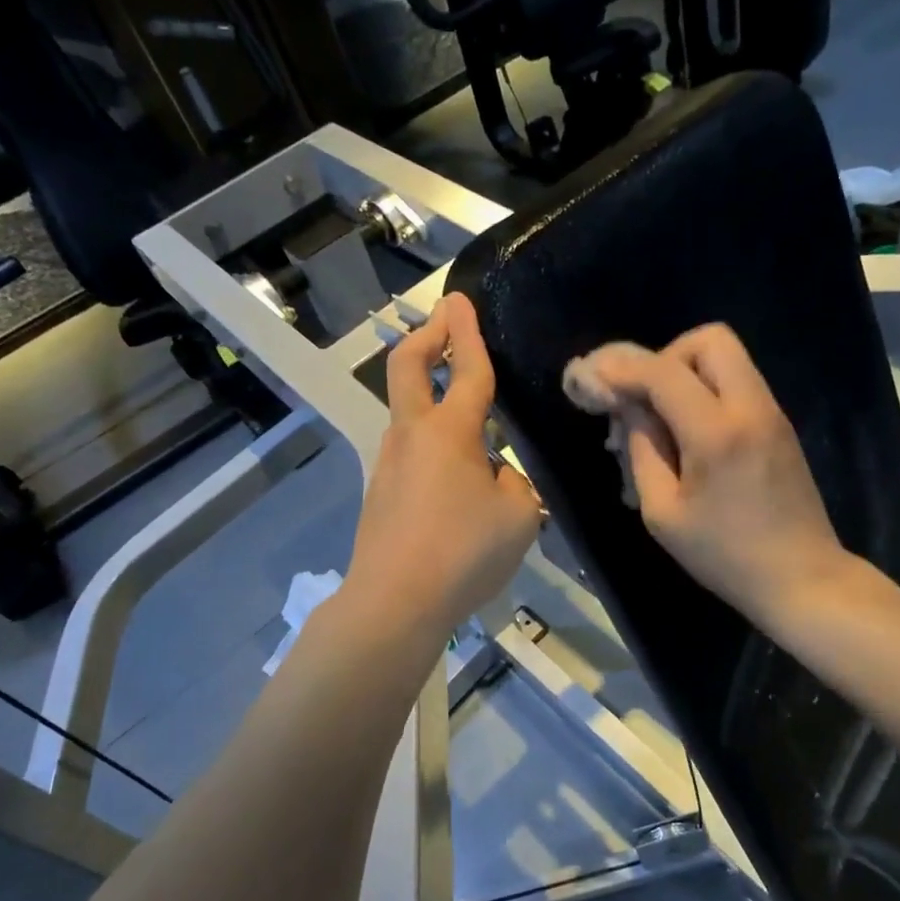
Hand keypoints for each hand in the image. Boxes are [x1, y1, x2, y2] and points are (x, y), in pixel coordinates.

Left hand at [342, 293, 541, 637]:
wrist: (394, 602)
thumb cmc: (464, 553)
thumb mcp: (518, 517)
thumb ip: (514, 485)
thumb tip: (495, 475)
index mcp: (450, 432)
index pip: (464, 370)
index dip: (467, 332)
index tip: (461, 298)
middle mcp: (412, 436)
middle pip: (406, 367)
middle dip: (426, 336)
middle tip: (444, 321)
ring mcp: (389, 464)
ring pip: (406, 412)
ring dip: (429, 393)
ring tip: (468, 411)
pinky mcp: (381, 494)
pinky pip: (410, 452)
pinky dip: (431, 440)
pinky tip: (456, 474)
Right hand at [581, 325, 844, 625]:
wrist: (801, 578)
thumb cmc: (723, 555)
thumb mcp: (663, 513)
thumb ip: (642, 451)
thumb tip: (630, 410)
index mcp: (717, 433)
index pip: (664, 373)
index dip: (622, 367)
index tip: (593, 374)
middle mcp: (751, 408)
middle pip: (709, 340)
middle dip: (666, 357)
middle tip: (644, 398)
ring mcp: (772, 413)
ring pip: (728, 357)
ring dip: (687, 372)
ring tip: (661, 418)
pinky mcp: (780, 426)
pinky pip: (738, 384)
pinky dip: (707, 391)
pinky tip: (688, 433)